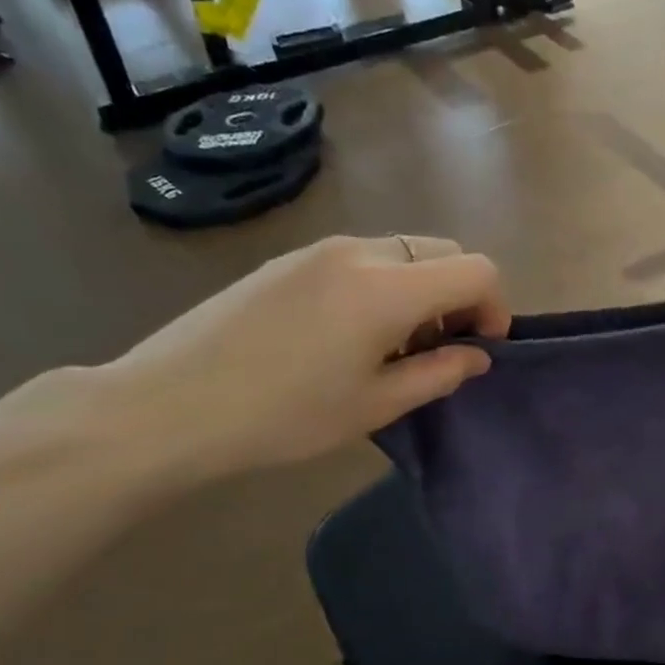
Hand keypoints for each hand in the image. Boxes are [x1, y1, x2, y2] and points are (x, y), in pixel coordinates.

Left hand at [100, 235, 509, 481]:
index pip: (476, 270)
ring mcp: (320, 249)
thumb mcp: (376, 405)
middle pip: (444, 251)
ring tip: (396, 345)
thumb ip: (439, 373)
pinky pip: (363, 258)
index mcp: (387, 288)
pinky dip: (385, 285)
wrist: (169, 405)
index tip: (480, 348)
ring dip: (423, 291)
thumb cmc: (285, 415)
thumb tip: (477, 355)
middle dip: (461, 296)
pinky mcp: (290, 259)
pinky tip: (353, 334)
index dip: (495, 307)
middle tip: (442, 348)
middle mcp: (360, 252)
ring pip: (403, 252)